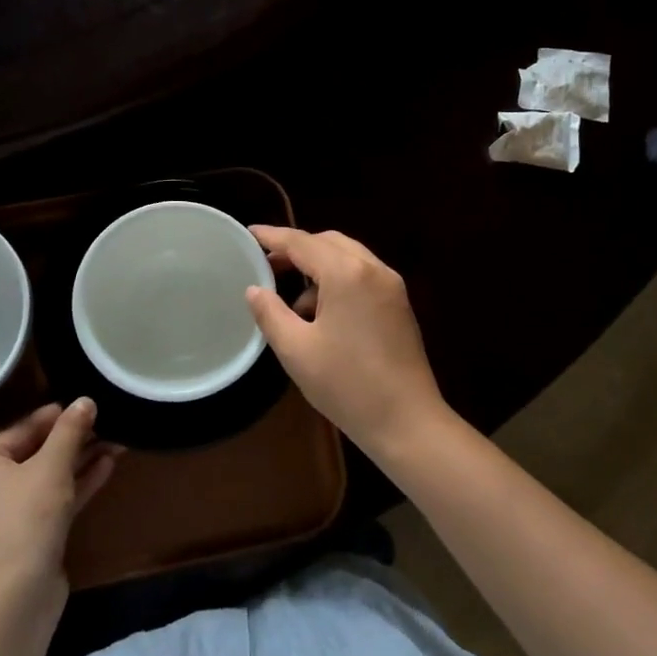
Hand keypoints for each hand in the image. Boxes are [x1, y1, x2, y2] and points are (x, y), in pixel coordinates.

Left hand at [0, 399, 120, 596]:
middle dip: (74, 438)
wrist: (15, 596)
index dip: (56, 415)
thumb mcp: (51, 466)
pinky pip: (55, 499)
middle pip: (36, 451)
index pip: (22, 428)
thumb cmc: (25, 518)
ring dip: (81, 459)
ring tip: (117, 440)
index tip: (89, 404)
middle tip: (108, 421)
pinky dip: (78, 483)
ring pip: (49, 476)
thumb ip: (69, 431)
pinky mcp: (30, 535)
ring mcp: (9, 514)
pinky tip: (108, 466)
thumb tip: (85, 400)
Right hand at [245, 227, 446, 456]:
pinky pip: (362, 276)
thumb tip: (254, 290)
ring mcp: (391, 286)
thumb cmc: (346, 384)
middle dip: (297, 250)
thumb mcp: (296, 350)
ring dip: (318, 268)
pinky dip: (338, 282)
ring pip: (348, 258)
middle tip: (268, 265)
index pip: (302, 243)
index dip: (273, 237)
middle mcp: (373, 269)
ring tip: (292, 302)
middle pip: (328, 243)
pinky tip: (322, 316)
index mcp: (347, 273)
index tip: (249, 234)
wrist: (406, 421)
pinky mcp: (399, 304)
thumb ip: (270, 313)